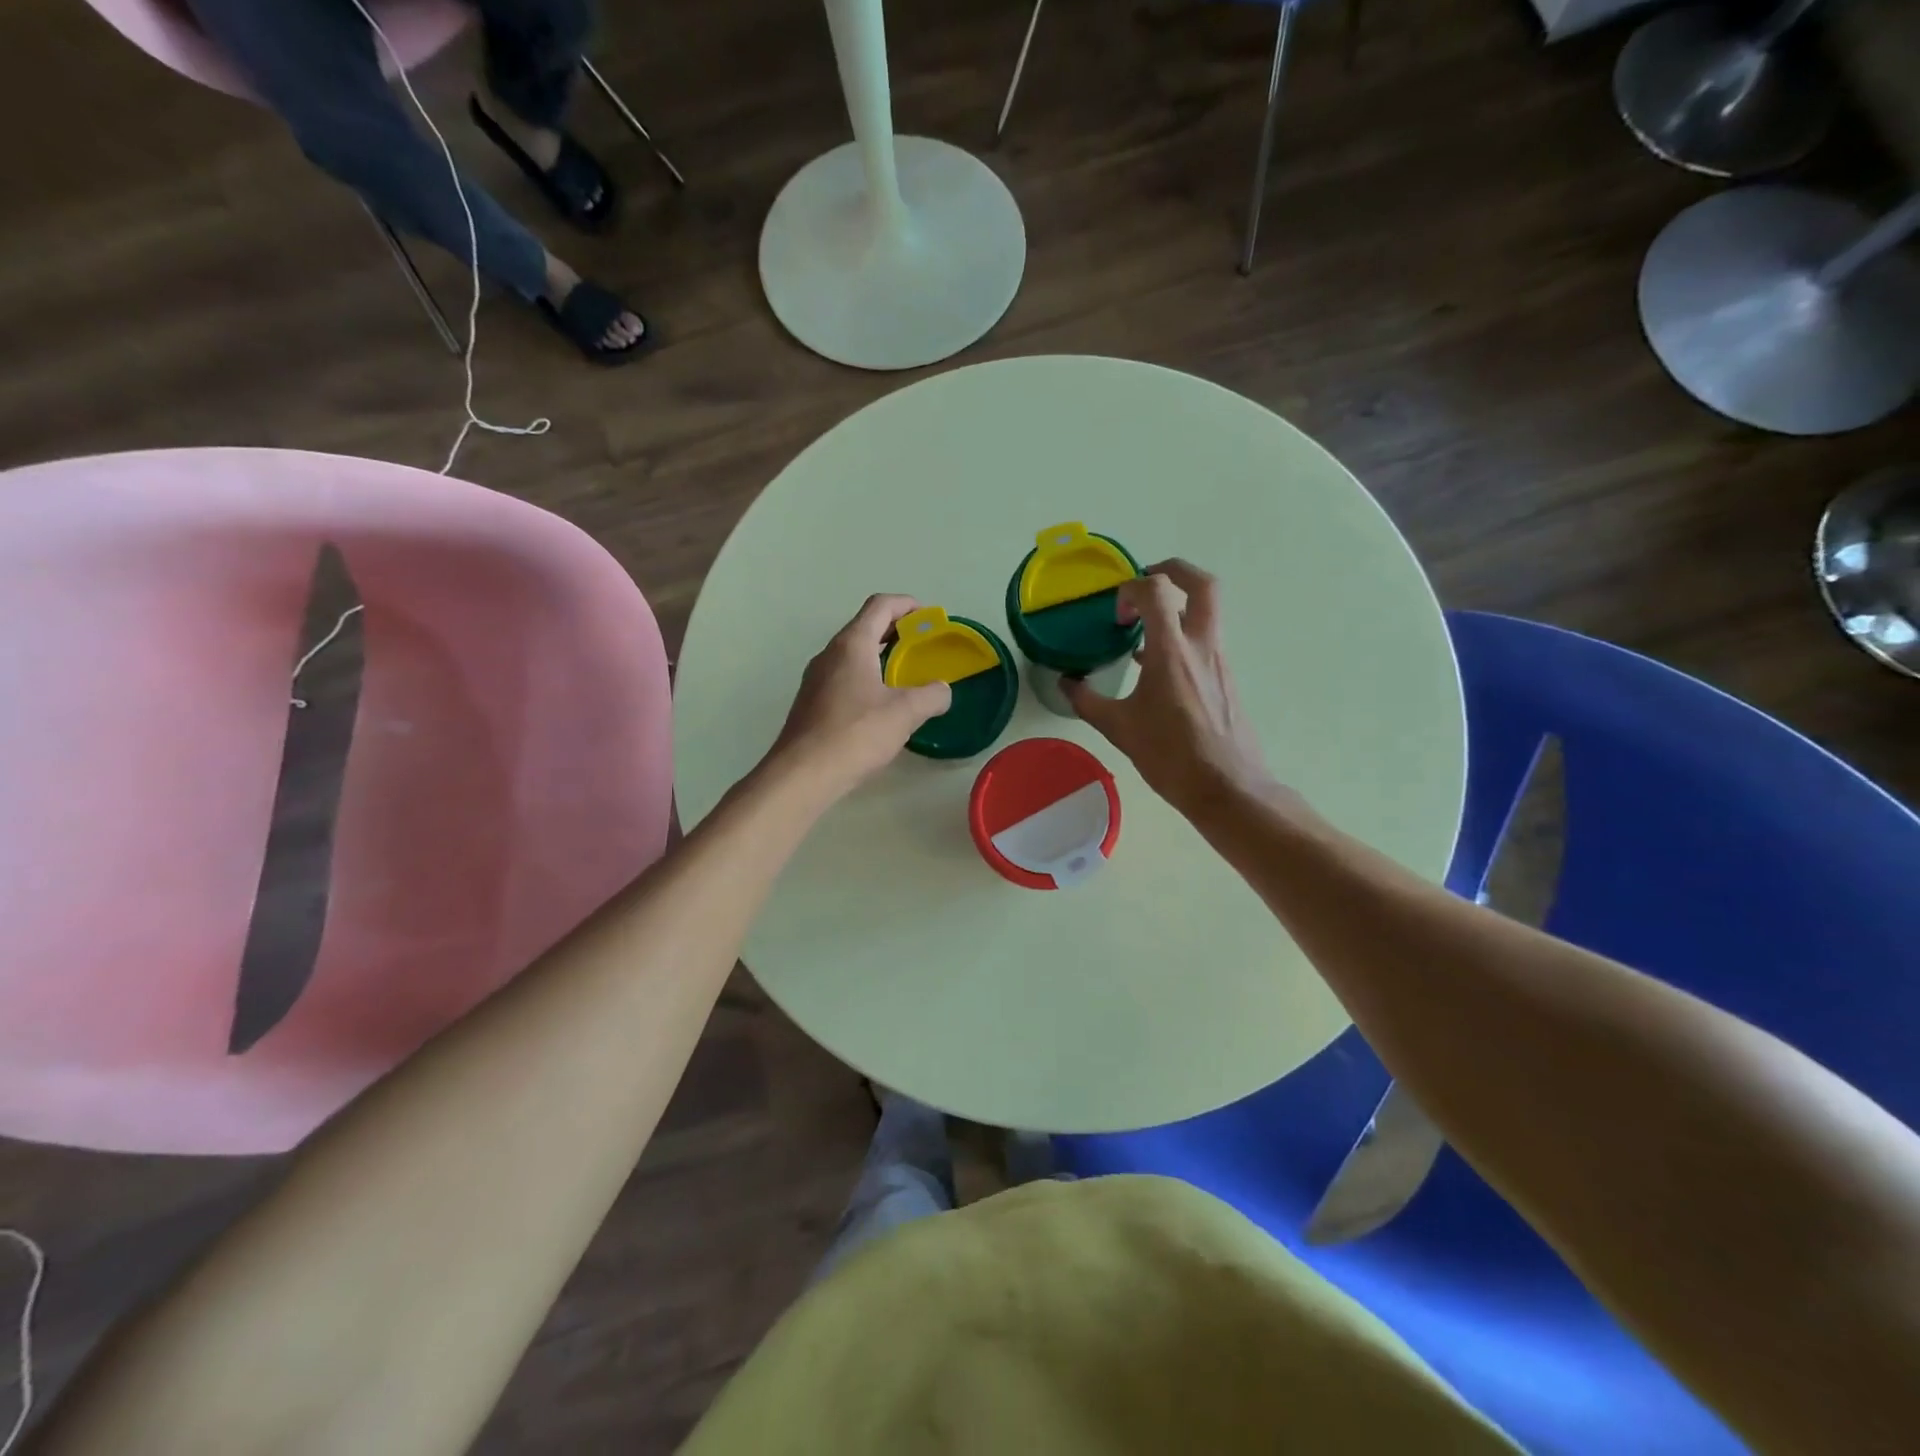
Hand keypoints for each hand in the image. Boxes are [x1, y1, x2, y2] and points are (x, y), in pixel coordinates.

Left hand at [770, 594, 951, 803]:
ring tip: (906, 675)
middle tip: (922, 646)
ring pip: (853, 655)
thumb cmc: (855, 734)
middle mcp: (830, 654)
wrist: (803, 774)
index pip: (879, 606)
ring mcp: (816, 679)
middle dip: (896, 631)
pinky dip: (867, 678)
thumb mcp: (905, 713)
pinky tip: (881, 705)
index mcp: (852, 645)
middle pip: (865, 627)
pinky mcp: (812, 703)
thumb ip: (931, 695)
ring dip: (880, 656)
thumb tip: (942, 690)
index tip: (928, 617)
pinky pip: (844, 678)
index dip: (906, 604)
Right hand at [1064, 560, 1278, 821]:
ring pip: (1207, 612)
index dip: (1131, 589)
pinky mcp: (1227, 678)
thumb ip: (1087, 700)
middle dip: (1174, 571)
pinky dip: (1183, 636)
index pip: (1156, 592)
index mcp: (1172, 652)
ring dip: (1177, 607)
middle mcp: (1202, 646)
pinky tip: (1157, 667)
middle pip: (1203, 584)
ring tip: (1144, 630)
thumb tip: (1065, 683)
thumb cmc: (1170, 756)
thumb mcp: (1119, 728)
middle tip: (1147, 581)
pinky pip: (1206, 640)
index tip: (1116, 615)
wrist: (1227, 787)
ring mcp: (1220, 661)